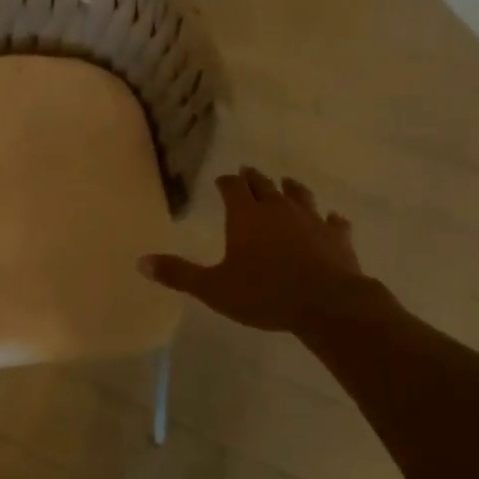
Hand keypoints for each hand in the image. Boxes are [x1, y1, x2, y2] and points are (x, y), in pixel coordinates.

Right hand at [139, 167, 393, 334]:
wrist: (327, 304)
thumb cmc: (265, 294)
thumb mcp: (214, 289)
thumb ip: (179, 274)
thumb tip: (141, 262)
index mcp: (246, 215)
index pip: (232, 187)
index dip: (225, 182)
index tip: (221, 181)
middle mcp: (277, 208)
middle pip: (263, 184)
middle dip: (253, 179)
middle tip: (247, 173)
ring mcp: (311, 219)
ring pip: (299, 195)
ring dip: (290, 189)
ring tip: (286, 184)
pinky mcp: (337, 236)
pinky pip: (334, 222)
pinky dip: (331, 219)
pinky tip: (334, 219)